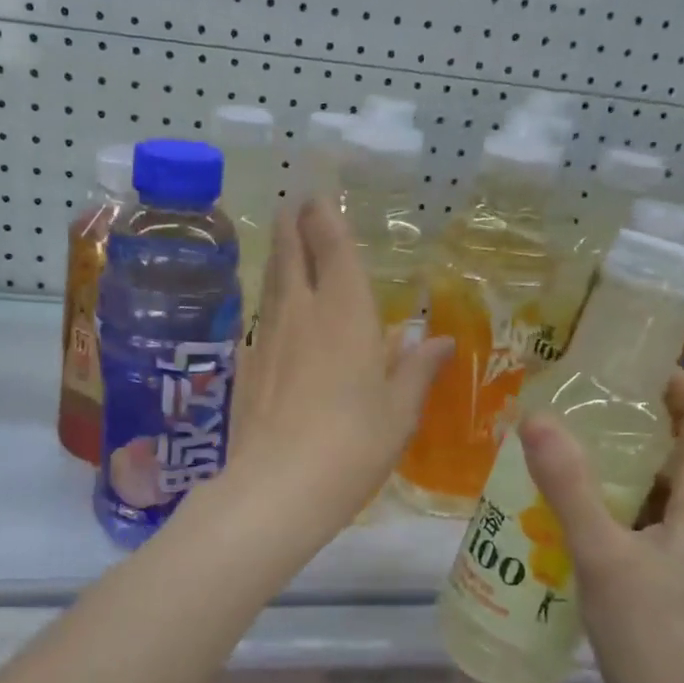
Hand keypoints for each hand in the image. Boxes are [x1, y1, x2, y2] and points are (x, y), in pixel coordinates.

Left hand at [229, 199, 450, 529]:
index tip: (315, 196)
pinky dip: (269, 306)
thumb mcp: (399, 410)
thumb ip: (416, 370)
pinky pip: (260, 322)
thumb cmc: (354, 443)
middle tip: (293, 208)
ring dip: (277, 260)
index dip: (322, 217)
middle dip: (291, 226)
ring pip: (270, 284)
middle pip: (288, 253)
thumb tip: (438, 340)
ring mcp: (266, 338)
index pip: (330, 246)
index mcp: (344, 311)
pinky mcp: (245, 367)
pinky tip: (275, 320)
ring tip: (283, 248)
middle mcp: (300, 312)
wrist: (278, 486)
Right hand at [518, 370, 683, 682]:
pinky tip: (578, 517)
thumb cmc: (652, 636)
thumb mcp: (601, 554)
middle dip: (638, 419)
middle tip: (578, 408)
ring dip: (626, 464)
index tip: (623, 367)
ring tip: (568, 454)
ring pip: (669, 487)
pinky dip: (623, 503)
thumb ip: (568, 484)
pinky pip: (657, 520)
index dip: (675, 381)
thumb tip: (536, 416)